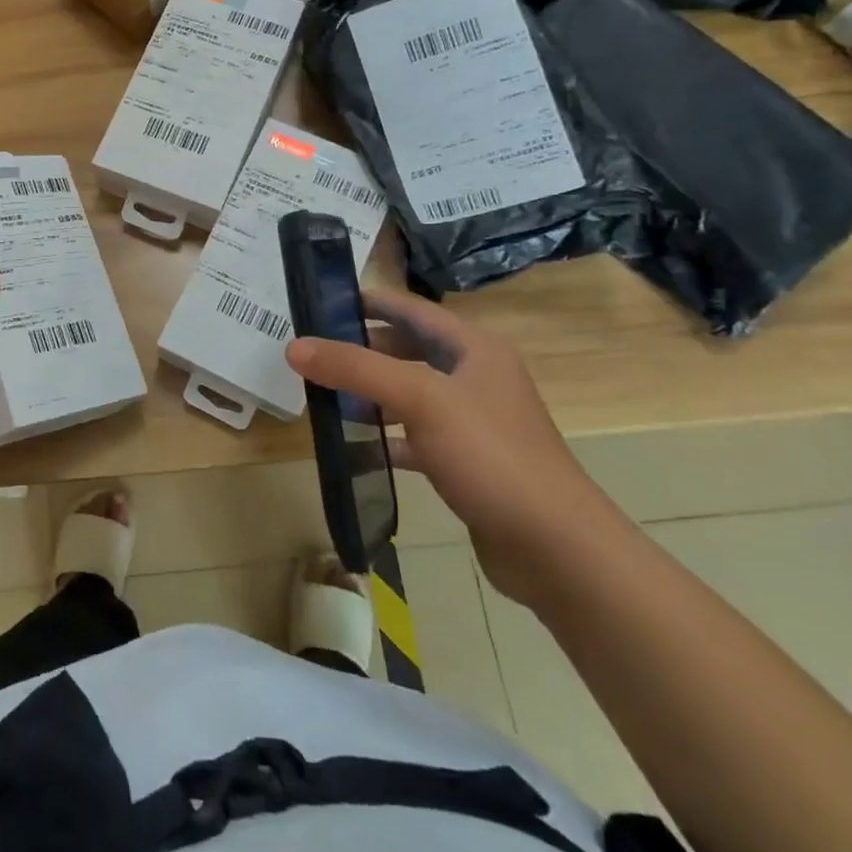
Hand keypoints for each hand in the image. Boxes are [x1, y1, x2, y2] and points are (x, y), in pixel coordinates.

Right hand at [285, 289, 624, 607]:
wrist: (556, 550)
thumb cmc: (491, 456)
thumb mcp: (419, 399)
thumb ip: (355, 368)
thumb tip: (294, 346)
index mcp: (473, 347)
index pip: (410, 308)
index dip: (366, 302)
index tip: (318, 303)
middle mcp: (475, 376)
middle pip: (407, 349)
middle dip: (361, 350)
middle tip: (312, 355)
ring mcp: (472, 421)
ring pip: (408, 394)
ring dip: (368, 394)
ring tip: (322, 397)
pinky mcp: (466, 461)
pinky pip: (413, 437)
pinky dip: (383, 438)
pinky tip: (352, 449)